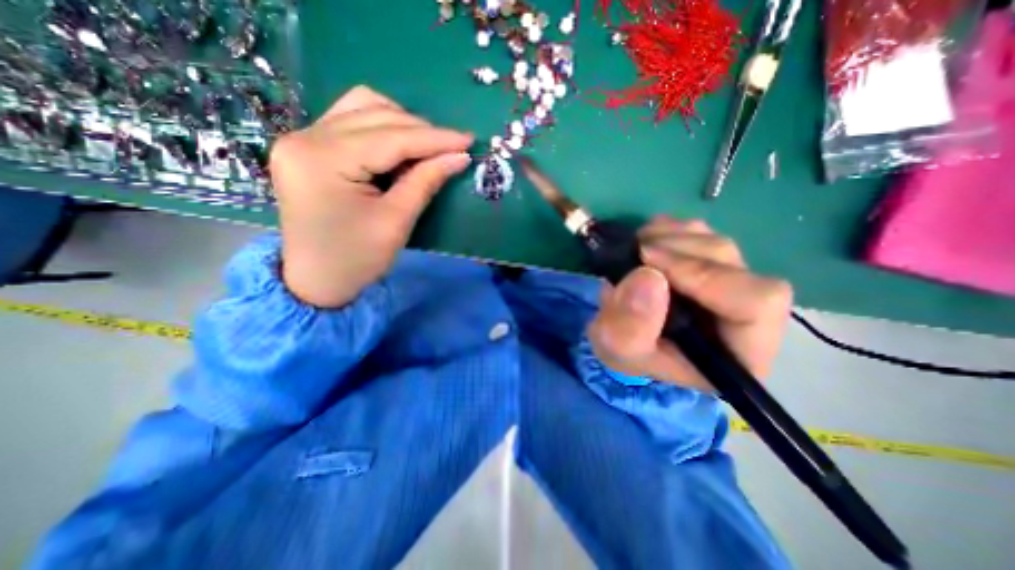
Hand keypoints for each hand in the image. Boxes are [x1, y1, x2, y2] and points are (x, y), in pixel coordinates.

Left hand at [270, 84, 474, 306]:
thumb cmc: (357, 259)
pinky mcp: (308, 147)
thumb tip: (458, 157)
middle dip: (421, 130)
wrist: (317, 281)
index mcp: (323, 160)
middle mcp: (306, 138)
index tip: (468, 140)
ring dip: (401, 123)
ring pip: (362, 108)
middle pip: (375, 114)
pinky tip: (400, 148)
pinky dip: (383, 129)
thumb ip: (425, 182)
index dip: (434, 138)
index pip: (390, 138)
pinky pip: (351, 121)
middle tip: (452, 148)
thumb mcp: (396, 222)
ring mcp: (302, 139)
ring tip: (427, 148)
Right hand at [588, 215, 792, 388]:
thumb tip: (648, 276)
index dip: (703, 275)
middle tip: (635, 252)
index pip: (756, 303)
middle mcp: (745, 314)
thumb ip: (630, 325)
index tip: (648, 263)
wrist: (623, 337)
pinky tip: (644, 242)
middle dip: (678, 252)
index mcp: (738, 350)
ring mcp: (728, 282)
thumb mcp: (618, 349)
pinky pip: (699, 232)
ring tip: (634, 249)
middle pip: (732, 264)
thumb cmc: (627, 354)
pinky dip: (667, 230)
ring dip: (670, 238)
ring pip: (715, 243)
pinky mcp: (707, 262)